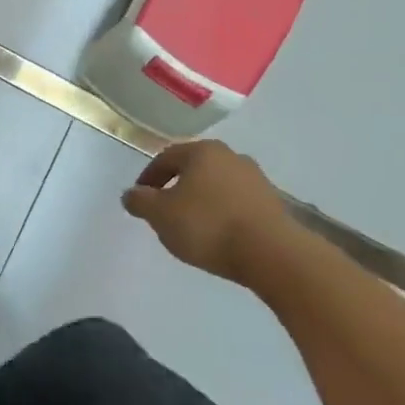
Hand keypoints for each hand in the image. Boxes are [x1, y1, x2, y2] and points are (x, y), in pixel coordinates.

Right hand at [121, 140, 295, 284]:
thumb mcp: (161, 215)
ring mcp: (256, 179)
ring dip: (202, 200)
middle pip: (194, 168)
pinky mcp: (273, 203)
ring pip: (217, 185)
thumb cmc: (208, 226)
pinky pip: (237, 203)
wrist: (272, 253)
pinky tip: (219, 235)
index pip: (166, 157)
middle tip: (164, 210)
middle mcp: (231, 156)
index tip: (141, 198)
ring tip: (192, 226)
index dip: (149, 177)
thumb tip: (131, 194)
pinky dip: (223, 213)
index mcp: (202, 151)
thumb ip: (140, 201)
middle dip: (177, 187)